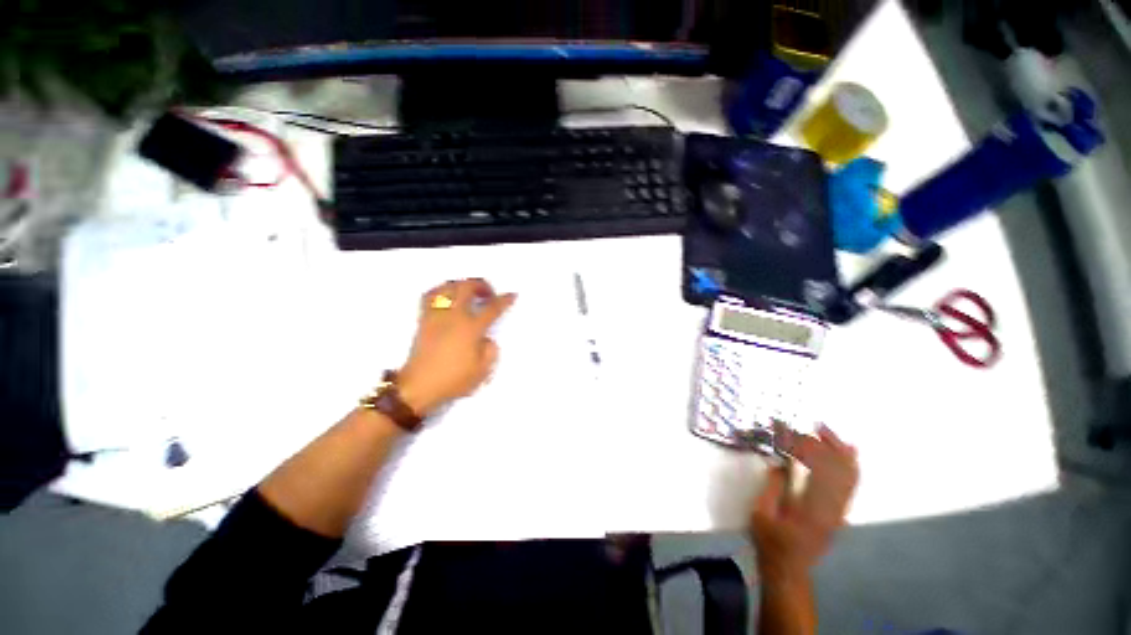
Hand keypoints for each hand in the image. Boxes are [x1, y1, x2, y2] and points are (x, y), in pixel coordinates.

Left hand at [396, 278, 516, 416]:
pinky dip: (441, 291)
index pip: (492, 309)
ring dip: (461, 285)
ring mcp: (436, 316)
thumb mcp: (482, 371)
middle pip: (466, 287)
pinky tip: (447, 297)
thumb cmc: (453, 380)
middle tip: (489, 293)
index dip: (504, 300)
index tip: (512, 295)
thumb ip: (490, 351)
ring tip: (468, 291)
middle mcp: (453, 316)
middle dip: (481, 285)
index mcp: (471, 328)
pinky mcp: (423, 320)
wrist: (418, 387)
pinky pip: (431, 296)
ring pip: (447, 287)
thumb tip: (486, 339)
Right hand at [749, 425, 858, 581]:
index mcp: (811, 508)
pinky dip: (850, 465)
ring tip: (827, 431)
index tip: (787, 429)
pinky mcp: (839, 513)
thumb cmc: (770, 541)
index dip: (804, 445)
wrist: (788, 569)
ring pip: (850, 476)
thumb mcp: (761, 514)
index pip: (815, 469)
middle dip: (827, 443)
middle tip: (813, 424)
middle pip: (839, 469)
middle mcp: (832, 508)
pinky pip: (851, 485)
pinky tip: (848, 451)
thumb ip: (773, 487)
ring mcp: (839, 511)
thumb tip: (781, 462)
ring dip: (840, 451)